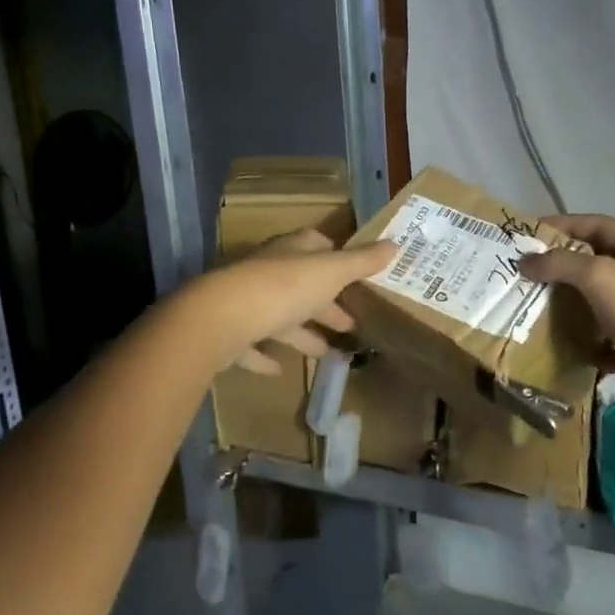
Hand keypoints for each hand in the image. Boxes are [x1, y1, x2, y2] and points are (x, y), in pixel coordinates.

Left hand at [193, 229, 396, 374]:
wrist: (220, 319)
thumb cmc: (283, 288)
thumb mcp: (330, 272)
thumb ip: (361, 262)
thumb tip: (394, 244)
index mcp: (291, 253)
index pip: (315, 244)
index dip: (336, 255)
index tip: (356, 271)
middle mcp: (267, 272)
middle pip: (302, 285)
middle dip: (326, 303)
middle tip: (351, 322)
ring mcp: (246, 302)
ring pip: (279, 316)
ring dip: (302, 332)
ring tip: (327, 351)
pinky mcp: (230, 334)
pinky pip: (252, 345)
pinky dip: (266, 356)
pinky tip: (279, 370)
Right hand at [519, 213, 614, 372]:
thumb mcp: (601, 277)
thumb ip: (561, 264)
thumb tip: (525, 261)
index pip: (597, 224)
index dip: (562, 225)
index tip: (527, 233)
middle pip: (598, 263)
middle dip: (562, 267)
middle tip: (526, 273)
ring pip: (603, 303)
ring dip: (573, 306)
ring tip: (537, 308)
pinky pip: (611, 342)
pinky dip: (590, 344)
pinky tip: (568, 348)